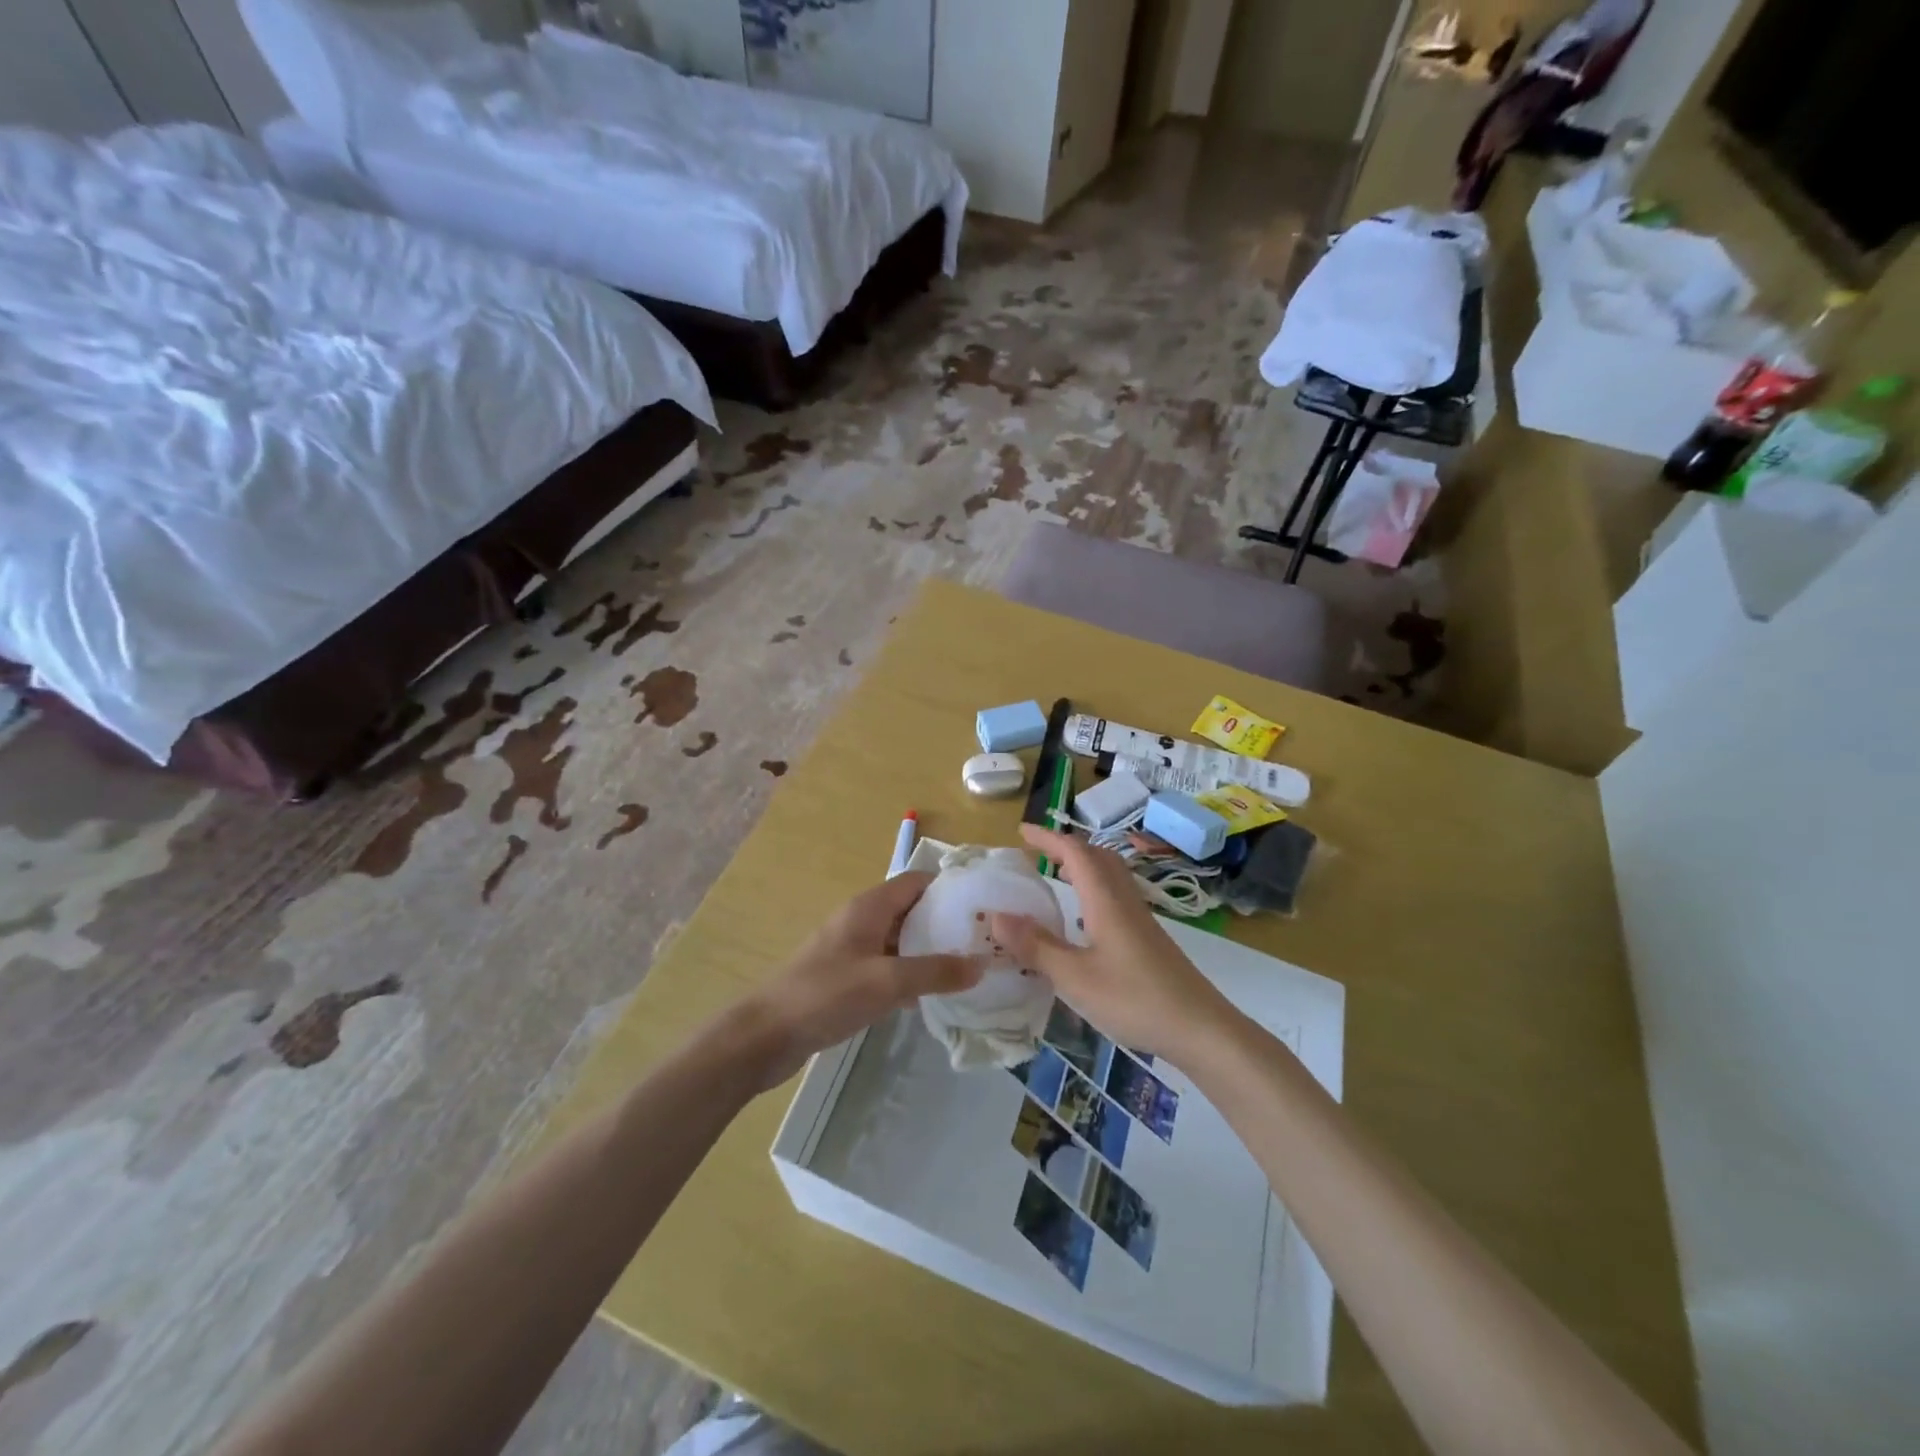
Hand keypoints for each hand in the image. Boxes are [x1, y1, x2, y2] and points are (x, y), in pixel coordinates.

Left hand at [734, 872, 982, 1090]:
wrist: (765, 1035)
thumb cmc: (826, 995)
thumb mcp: (887, 981)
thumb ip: (935, 971)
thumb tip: (982, 963)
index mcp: (870, 907)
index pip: (918, 881)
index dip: (950, 889)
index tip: (984, 908)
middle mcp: (862, 920)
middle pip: (912, 910)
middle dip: (946, 924)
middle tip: (984, 945)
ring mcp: (852, 950)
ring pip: (901, 942)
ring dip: (930, 953)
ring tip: (969, 971)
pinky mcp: (846, 978)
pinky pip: (887, 968)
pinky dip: (910, 976)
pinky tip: (933, 998)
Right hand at [990, 825, 1237, 1065]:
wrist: (1200, 1028)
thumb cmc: (1135, 999)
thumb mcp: (1075, 977)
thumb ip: (1036, 947)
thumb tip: (995, 915)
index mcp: (1105, 901)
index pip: (1075, 853)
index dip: (1048, 838)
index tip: (1021, 832)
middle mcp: (1125, 901)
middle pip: (1097, 856)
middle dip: (1066, 847)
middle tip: (1037, 853)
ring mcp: (1141, 919)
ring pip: (1110, 875)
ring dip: (1082, 866)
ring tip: (1056, 877)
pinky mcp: (1148, 938)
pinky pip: (1116, 896)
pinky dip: (1094, 890)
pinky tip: (1084, 918)